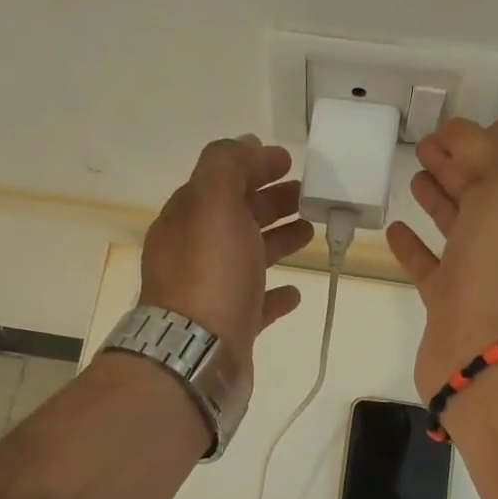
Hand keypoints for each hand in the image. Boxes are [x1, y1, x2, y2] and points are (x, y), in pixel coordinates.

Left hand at [141, 135, 314, 364]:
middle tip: (307, 195)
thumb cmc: (209, 274)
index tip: (289, 162)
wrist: (197, 353)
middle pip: (236, 217)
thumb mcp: (213, 203)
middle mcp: (195, 253)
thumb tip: (246, 145)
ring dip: (277, 240)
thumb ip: (227, 166)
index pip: (220, 181)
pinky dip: (275, 292)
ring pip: (248, 257)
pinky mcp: (230, 327)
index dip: (252, 166)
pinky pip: (256, 303)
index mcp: (188, 219)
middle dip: (270, 201)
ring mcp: (212, 291)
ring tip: (310, 232)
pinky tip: (295, 291)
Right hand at [386, 116, 497, 401]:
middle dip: (457, 164)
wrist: (482, 351)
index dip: (478, 141)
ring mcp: (479, 274)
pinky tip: (394, 229)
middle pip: (483, 192)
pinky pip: (430, 265)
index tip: (444, 128)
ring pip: (458, 226)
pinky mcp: (448, 303)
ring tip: (413, 178)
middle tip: (423, 146)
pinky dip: (413, 245)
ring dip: (438, 198)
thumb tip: (473, 137)